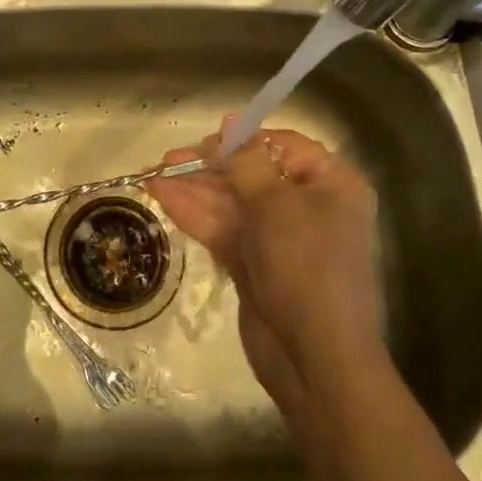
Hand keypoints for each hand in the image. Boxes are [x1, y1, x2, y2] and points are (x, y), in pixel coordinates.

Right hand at [146, 122, 380, 423]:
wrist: (315, 359)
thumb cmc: (305, 267)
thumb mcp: (274, 205)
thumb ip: (245, 161)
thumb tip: (230, 121)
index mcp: (330, 184)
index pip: (283, 146)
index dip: (242, 139)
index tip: (206, 143)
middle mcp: (307, 205)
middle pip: (251, 173)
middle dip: (208, 167)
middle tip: (166, 160)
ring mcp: (280, 237)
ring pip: (232, 202)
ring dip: (194, 189)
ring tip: (152, 176)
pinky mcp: (256, 263)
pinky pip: (224, 229)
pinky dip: (196, 215)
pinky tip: (163, 199)